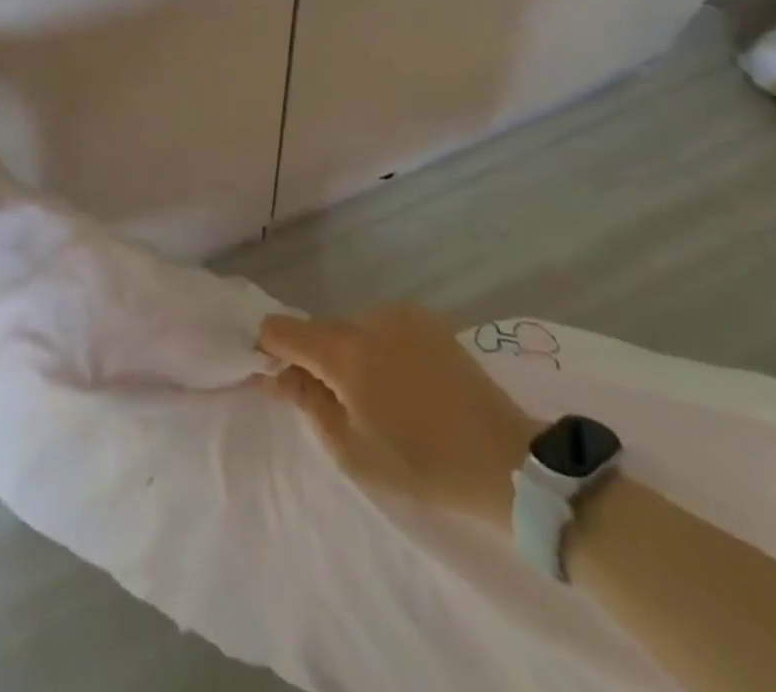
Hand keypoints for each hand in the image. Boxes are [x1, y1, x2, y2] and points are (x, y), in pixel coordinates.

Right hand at [258, 305, 535, 526]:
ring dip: (350, 353)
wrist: (506, 459)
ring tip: (379, 397)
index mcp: (342, 351)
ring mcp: (399, 314)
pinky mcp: (426, 319)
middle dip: (315, 359)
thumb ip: (307, 403)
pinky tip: (405, 382)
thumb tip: (275, 374)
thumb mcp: (351, 449)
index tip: (277, 376)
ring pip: (352, 329)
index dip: (269, 349)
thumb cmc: (421, 462)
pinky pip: (382, 328)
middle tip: (337, 403)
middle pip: (318, 330)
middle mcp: (366, 318)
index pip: (281, 329)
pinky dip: (379, 348)